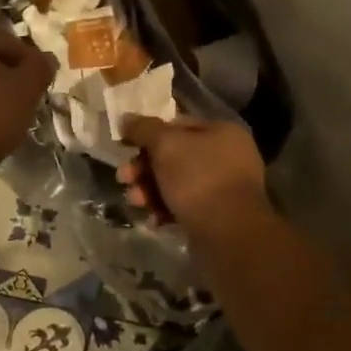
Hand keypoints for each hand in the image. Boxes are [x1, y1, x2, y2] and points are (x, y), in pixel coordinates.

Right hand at [119, 117, 269, 233]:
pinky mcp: (216, 215)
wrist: (227, 232)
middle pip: (174, 156)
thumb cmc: (197, 179)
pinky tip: (153, 220)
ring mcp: (223, 188)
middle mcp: (227, 157)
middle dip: (144, 168)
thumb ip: (144, 129)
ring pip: (176, 183)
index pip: (178, 125)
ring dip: (150, 191)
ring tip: (136, 202)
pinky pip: (184, 206)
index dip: (147, 134)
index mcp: (221, 132)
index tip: (124, 146)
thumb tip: (126, 118)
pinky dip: (165, 210)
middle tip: (124, 178)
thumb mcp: (166, 145)